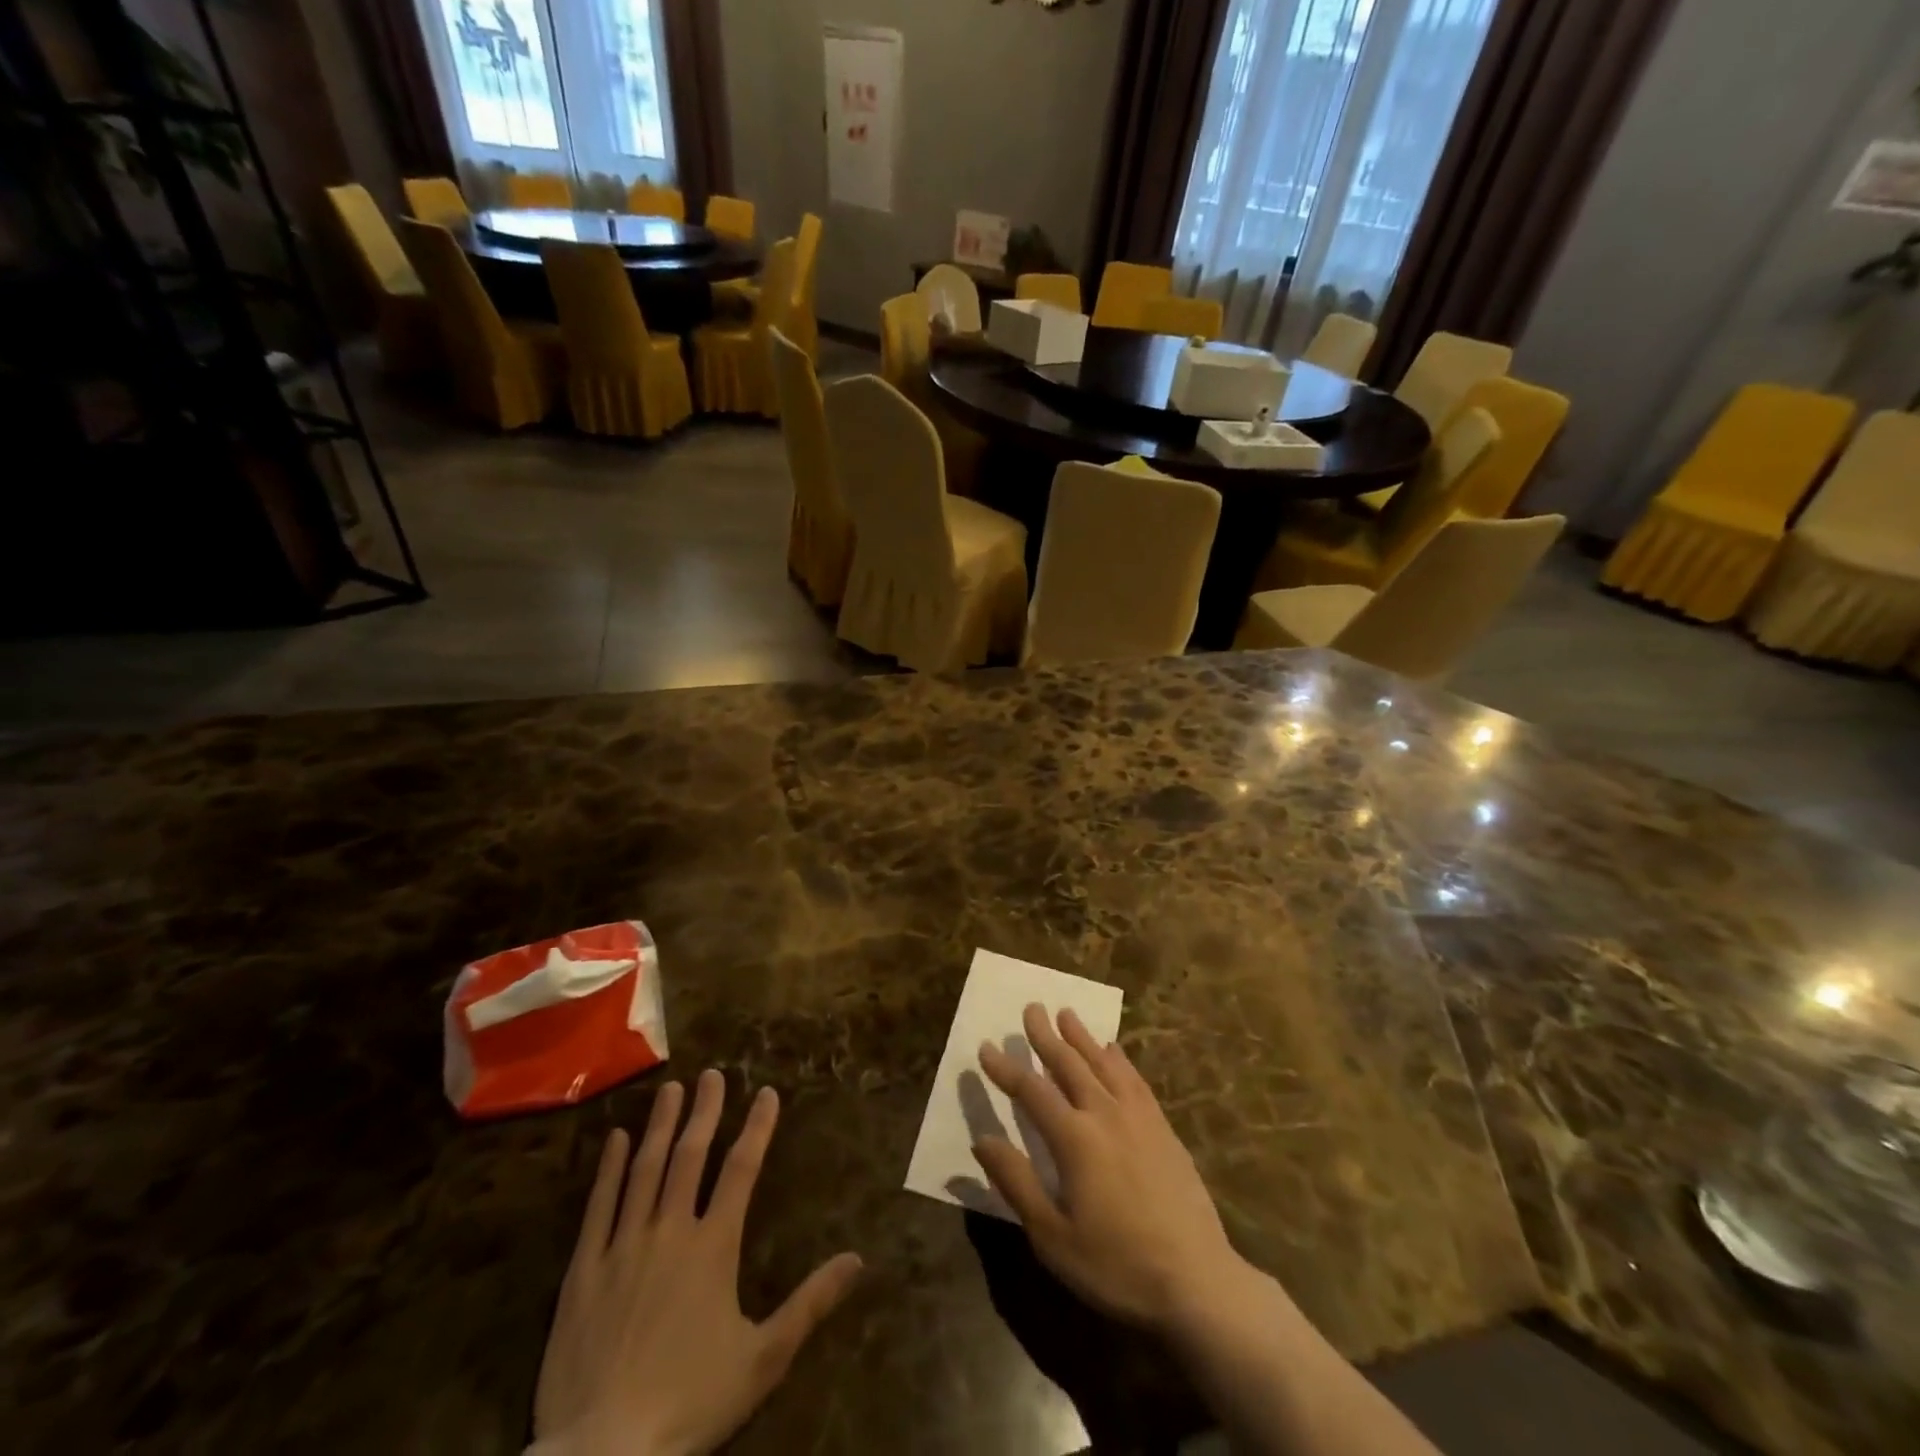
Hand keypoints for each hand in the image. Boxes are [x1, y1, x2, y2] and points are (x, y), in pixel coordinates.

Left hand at [531, 1070, 862, 1455]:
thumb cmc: (690, 1403)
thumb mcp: (764, 1358)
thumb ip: (811, 1303)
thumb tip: (858, 1259)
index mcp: (713, 1246)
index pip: (741, 1170)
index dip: (757, 1128)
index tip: (767, 1093)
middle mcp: (670, 1231)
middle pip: (690, 1156)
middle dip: (705, 1111)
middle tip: (713, 1074)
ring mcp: (623, 1247)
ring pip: (644, 1170)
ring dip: (660, 1126)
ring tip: (671, 1089)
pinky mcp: (583, 1272)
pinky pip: (598, 1207)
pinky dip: (609, 1169)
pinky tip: (615, 1140)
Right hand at [972, 1004, 1245, 1333]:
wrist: (1197, 1280)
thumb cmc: (1116, 1264)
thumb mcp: (1053, 1236)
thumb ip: (1016, 1182)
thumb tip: (982, 1140)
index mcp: (1074, 1138)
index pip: (1032, 1091)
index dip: (1006, 1069)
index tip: (986, 1047)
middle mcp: (1105, 1114)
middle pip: (1069, 1063)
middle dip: (1046, 1036)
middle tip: (1032, 1008)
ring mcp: (1139, 1117)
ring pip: (1103, 1063)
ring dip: (1082, 1037)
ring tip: (1067, 1014)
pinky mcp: (1163, 1128)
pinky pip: (1135, 1079)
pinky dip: (1119, 1059)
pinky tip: (1114, 1050)